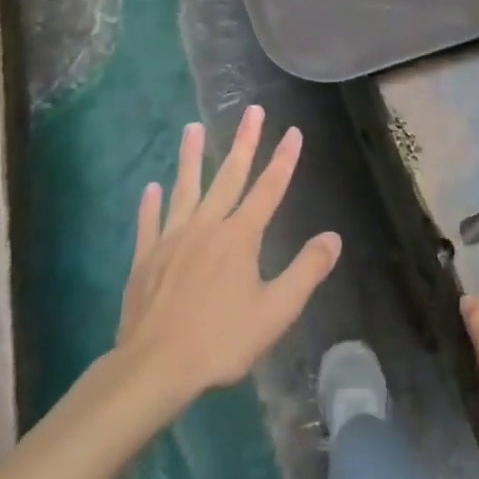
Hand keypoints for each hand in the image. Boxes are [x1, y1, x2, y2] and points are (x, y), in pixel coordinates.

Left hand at [117, 107, 340, 402]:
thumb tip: (333, 237)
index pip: (269, 189)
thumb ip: (306, 271)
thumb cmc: (221, 340)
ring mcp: (172, 239)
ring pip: (185, 189)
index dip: (283, 159)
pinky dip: (151, 203)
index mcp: (240, 237)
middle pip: (228, 176)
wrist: (153, 367)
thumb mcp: (276, 311)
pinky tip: (151, 187)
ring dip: (190, 157)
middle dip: (243, 142)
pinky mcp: (145, 258)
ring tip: (192, 128)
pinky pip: (149, 222)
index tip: (293, 131)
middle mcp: (207, 227)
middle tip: (251, 111)